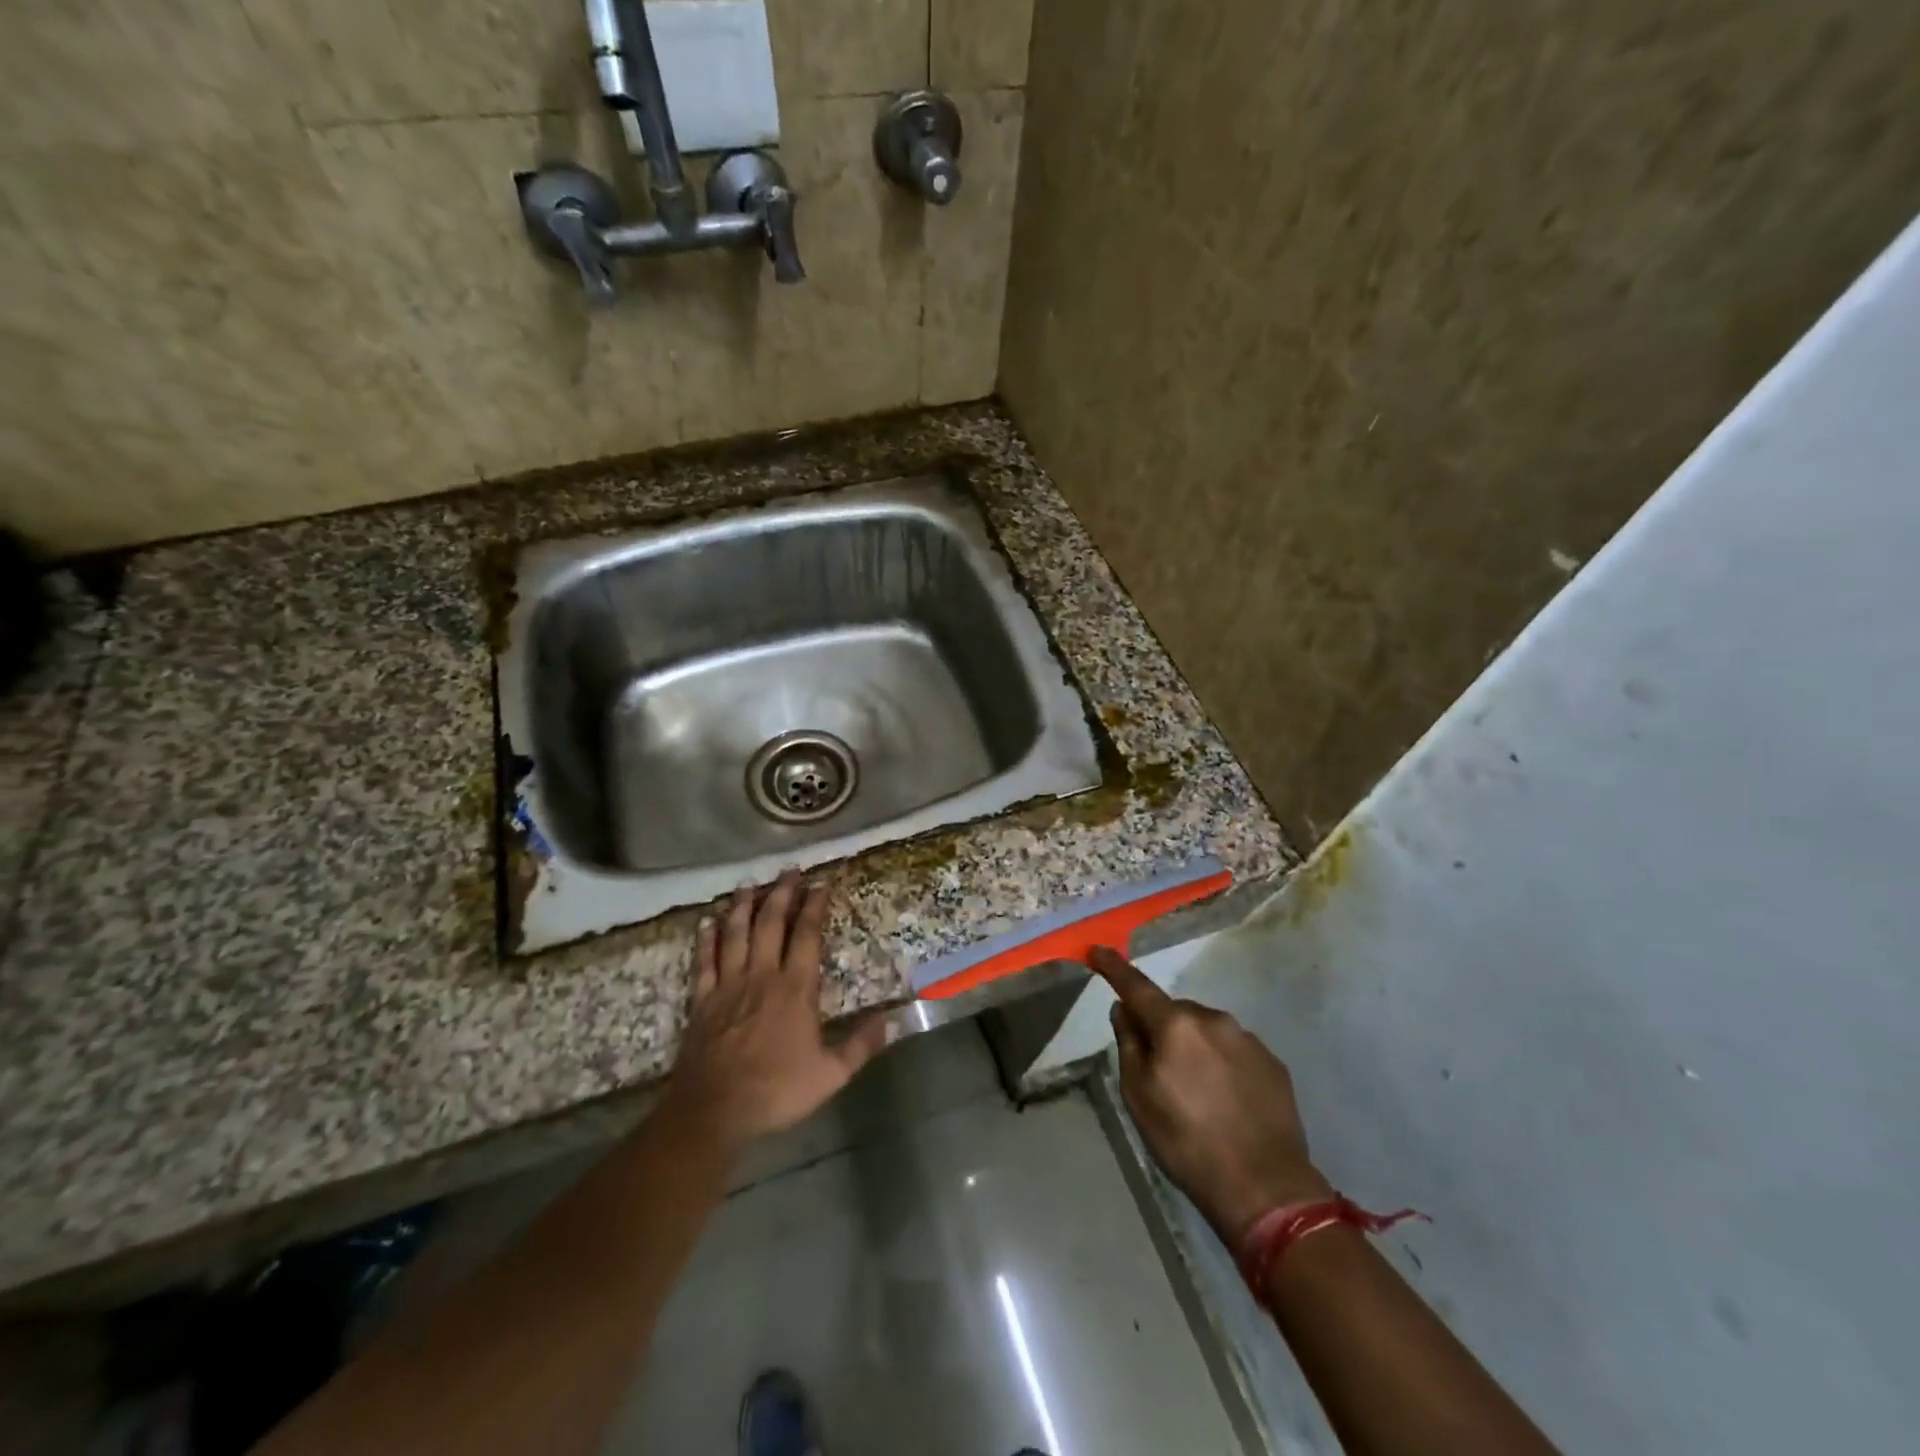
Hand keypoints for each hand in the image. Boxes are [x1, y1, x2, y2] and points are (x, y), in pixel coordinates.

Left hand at [668, 870, 890, 1144]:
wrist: (714, 1109)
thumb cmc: (775, 1090)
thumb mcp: (830, 1075)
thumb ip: (861, 1046)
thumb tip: (891, 1021)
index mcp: (795, 989)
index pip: (806, 936)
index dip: (814, 907)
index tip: (820, 883)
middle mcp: (762, 976)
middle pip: (770, 924)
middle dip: (781, 894)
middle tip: (789, 871)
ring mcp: (728, 985)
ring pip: (735, 934)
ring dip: (743, 906)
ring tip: (749, 884)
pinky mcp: (703, 1000)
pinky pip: (704, 961)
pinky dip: (706, 939)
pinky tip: (708, 922)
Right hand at [1090, 946, 1331, 1241]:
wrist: (1265, 1188)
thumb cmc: (1187, 1141)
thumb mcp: (1139, 1097)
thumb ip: (1129, 1045)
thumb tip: (1124, 1010)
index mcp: (1176, 1024)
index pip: (1137, 986)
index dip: (1113, 967)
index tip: (1097, 950)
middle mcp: (1214, 1019)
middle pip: (1175, 1012)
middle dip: (1162, 1028)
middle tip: (1157, 1069)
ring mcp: (1248, 1040)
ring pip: (1206, 1031)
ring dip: (1194, 1047)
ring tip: (1195, 1092)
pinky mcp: (1273, 1063)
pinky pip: (1234, 1051)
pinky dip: (1221, 1064)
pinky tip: (1224, 1100)